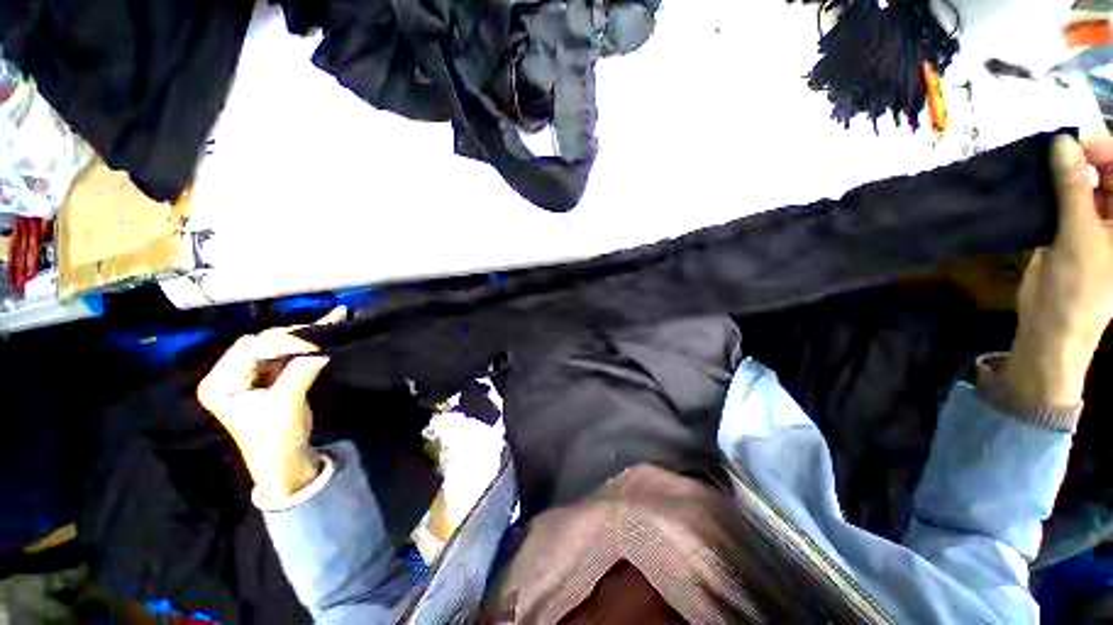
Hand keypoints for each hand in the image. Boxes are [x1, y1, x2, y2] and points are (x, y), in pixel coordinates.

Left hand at [197, 307, 346, 500]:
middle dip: (294, 337)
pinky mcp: (268, 374)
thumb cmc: (275, 438)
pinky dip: (308, 340)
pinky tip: (329, 321)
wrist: (284, 459)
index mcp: (221, 382)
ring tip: (333, 321)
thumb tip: (320, 351)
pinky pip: (288, 351)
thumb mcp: (285, 405)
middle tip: (325, 333)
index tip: (315, 349)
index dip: (283, 343)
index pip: (250, 347)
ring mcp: (250, 372)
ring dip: (304, 335)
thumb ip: (299, 374)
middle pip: (263, 342)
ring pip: (277, 344)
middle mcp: (230, 372)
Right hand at [1003, 136, 1112, 405]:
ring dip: (1066, 171)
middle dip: (1084, 156)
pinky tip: (1038, 181)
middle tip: (1054, 146)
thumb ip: (1073, 188)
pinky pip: (1067, 198)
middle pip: (1108, 171)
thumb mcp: (1078, 237)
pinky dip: (1053, 187)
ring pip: (1086, 182)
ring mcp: (1097, 222)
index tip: (1071, 139)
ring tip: (1043, 160)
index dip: (1103, 149)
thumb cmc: (1077, 289)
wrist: (1052, 327)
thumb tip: (1061, 142)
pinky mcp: (1073, 229)